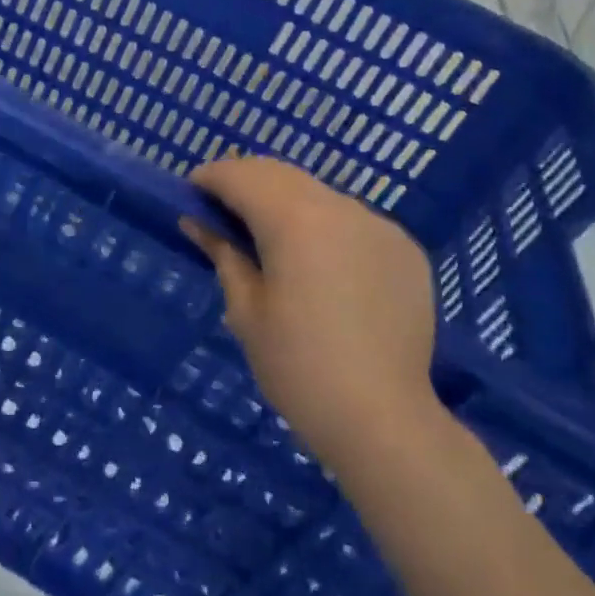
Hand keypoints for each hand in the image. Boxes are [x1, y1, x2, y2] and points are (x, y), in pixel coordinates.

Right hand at [182, 155, 444, 487]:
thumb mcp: (245, 310)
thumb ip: (223, 253)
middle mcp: (339, 207)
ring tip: (268, 238)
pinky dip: (325, 226)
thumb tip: (197, 221)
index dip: (210, 179)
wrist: (383, 421)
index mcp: (294, 219)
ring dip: (286, 202)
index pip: (241, 176)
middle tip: (220, 212)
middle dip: (245, 182)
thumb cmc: (298, 368)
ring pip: (319, 194)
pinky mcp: (404, 248)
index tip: (189, 194)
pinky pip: (353, 221)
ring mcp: (378, 225)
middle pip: (280, 175)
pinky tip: (319, 264)